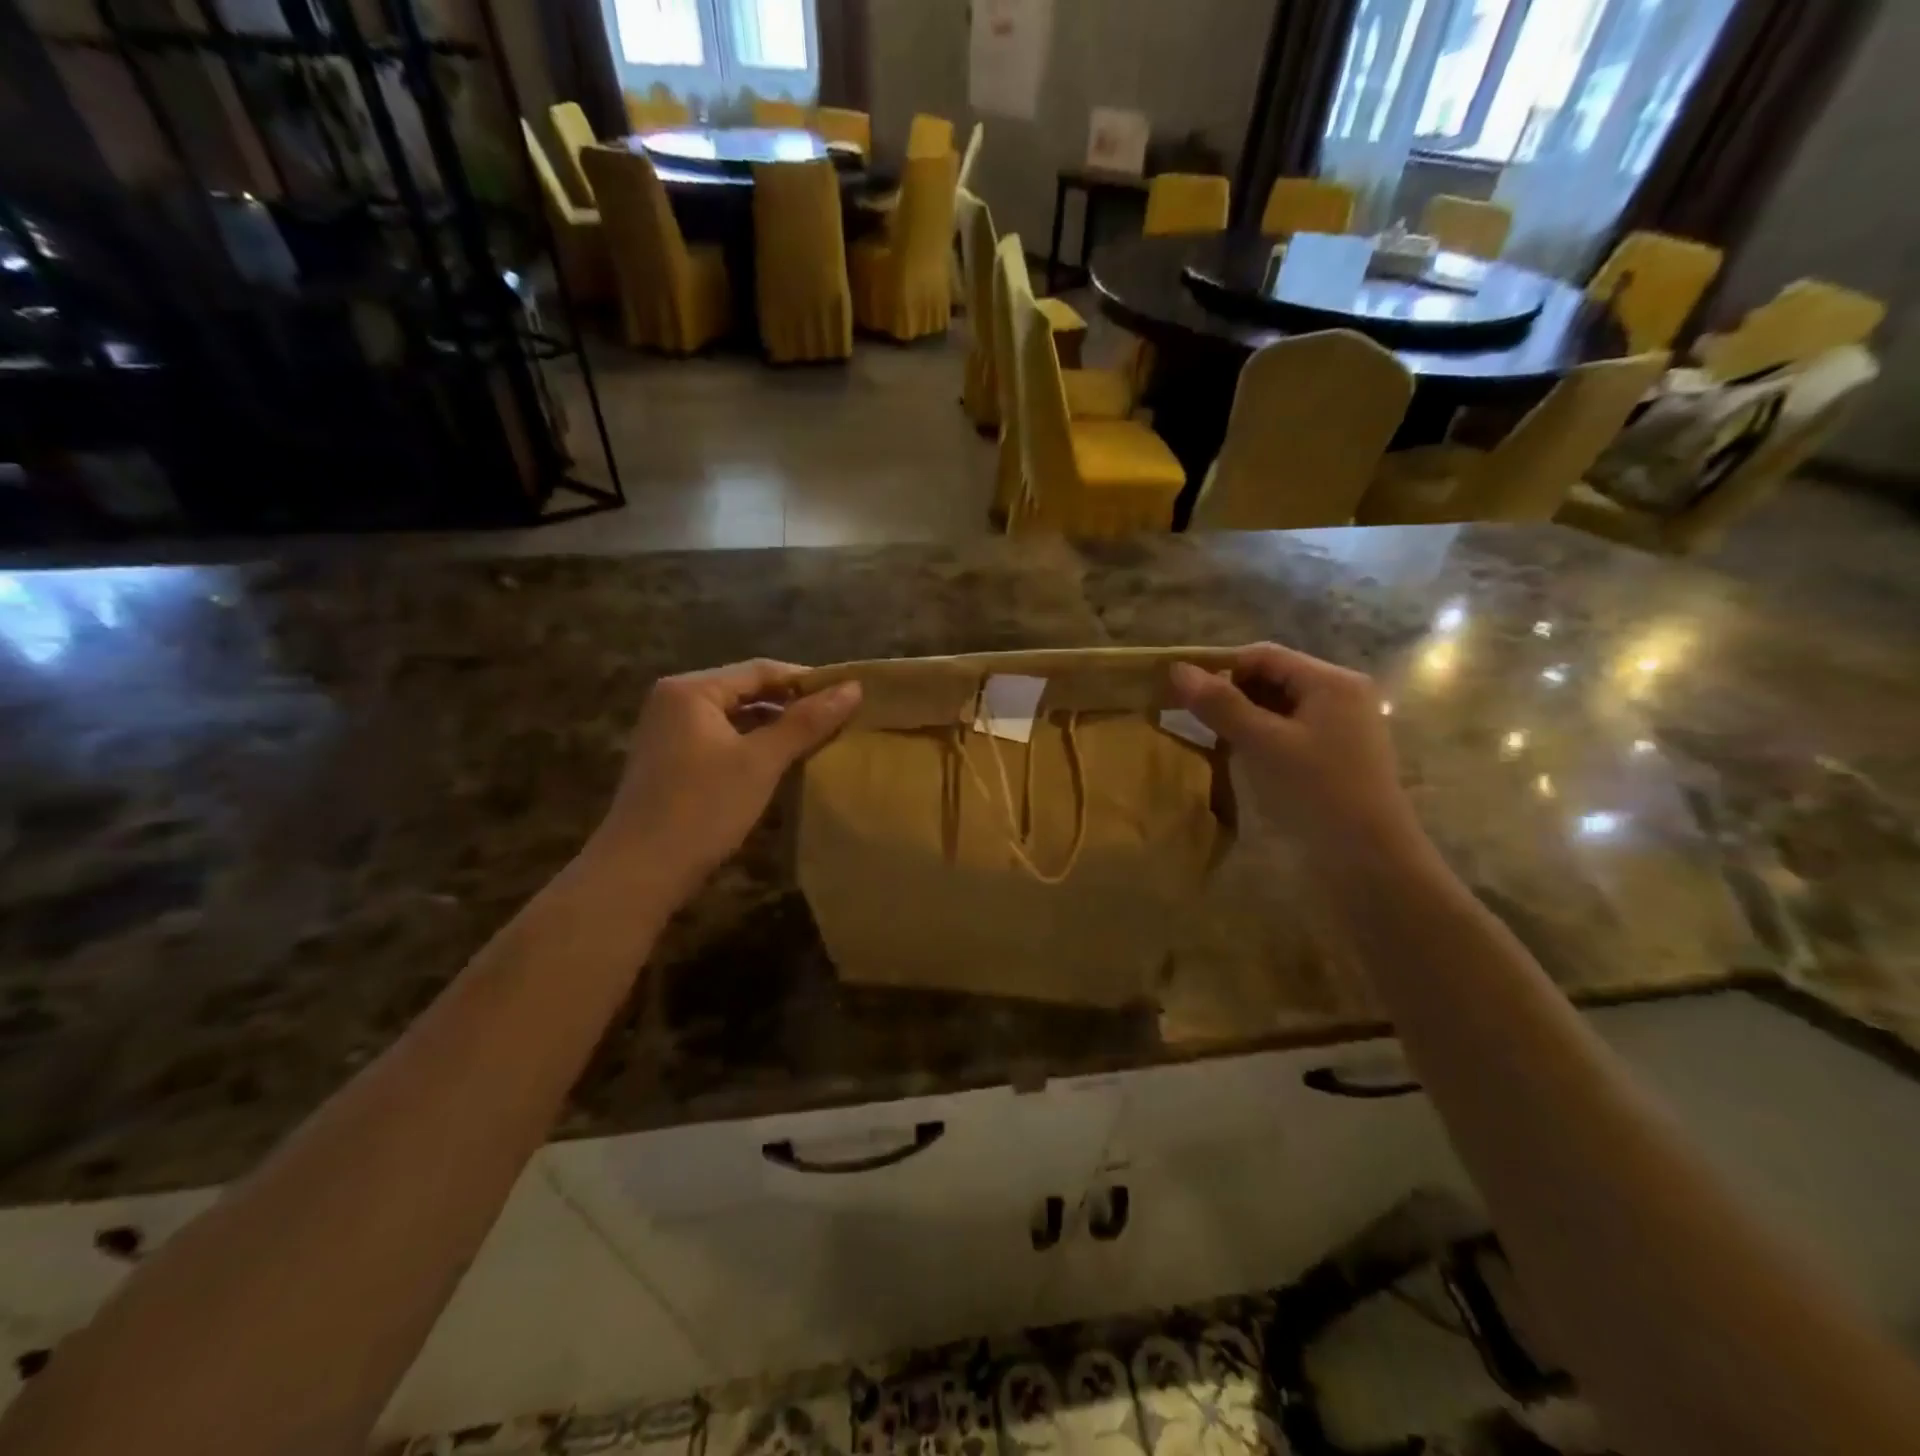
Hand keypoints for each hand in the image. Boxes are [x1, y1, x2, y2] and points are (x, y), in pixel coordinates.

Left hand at [587, 660, 860, 901]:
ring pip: (735, 717)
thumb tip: (854, 688)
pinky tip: (780, 762)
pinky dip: (753, 745)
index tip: (849, 696)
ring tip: (818, 739)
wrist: (639, 873)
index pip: (761, 670)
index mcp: (692, 690)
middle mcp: (675, 701)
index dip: (808, 680)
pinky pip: (722, 739)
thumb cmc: (703, 808)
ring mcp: (669, 732)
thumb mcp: (761, 762)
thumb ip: (806, 722)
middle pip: (746, 690)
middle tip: (839, 719)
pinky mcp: (671, 761)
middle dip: (792, 704)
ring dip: (774, 726)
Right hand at [1169, 643, 1424, 863]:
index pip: (1264, 655)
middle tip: (1192, 718)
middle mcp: (1342, 695)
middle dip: (1231, 694)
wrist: (1369, 861)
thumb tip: (1177, 669)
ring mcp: (1342, 728)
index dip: (1220, 667)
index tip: (1182, 690)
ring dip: (1243, 718)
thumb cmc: (1316, 792)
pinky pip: (1290, 732)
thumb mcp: (1262, 744)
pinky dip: (1261, 738)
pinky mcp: (1336, 756)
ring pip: (1280, 708)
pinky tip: (1241, 759)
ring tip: (1211, 739)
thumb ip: (1220, 704)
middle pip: (1273, 678)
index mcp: (1332, 681)